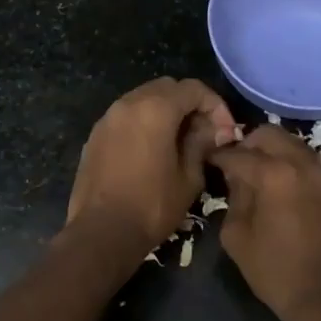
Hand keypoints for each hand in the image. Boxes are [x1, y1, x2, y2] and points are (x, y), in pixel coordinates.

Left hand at [67, 78, 238, 251]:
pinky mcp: (95, 135)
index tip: (225, 131)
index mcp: (155, 109)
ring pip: (144, 99)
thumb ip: (201, 144)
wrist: (101, 233)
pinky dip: (144, 123)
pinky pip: (126, 116)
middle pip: (167, 88)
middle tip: (204, 133)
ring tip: (180, 141)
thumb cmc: (152, 206)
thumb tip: (213, 130)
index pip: (193, 89)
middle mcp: (128, 103)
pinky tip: (153, 150)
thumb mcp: (189, 177)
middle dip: (190, 104)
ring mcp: (107, 118)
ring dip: (166, 112)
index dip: (216, 105)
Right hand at [208, 125, 320, 320]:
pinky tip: (276, 185)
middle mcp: (300, 163)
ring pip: (290, 142)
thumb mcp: (237, 236)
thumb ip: (233, 198)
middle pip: (268, 134)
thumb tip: (235, 178)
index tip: (207, 161)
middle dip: (247, 144)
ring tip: (254, 174)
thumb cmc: (275, 271)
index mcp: (274, 174)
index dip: (218, 156)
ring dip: (269, 151)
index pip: (237, 153)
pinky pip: (304, 160)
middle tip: (233, 165)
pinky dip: (287, 163)